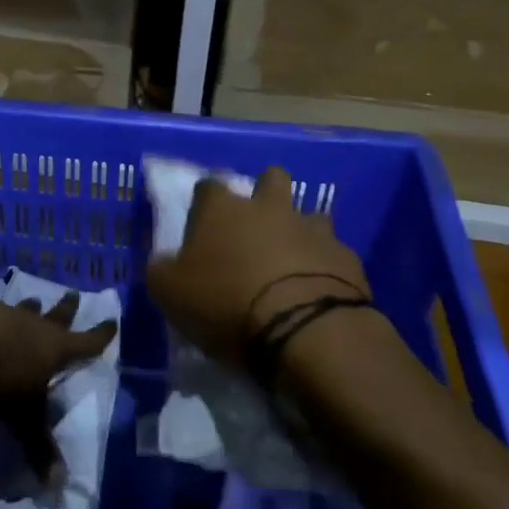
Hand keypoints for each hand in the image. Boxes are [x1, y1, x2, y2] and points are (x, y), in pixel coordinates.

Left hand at [0, 290, 115, 479]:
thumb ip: (39, 446)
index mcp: (55, 348)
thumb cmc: (1, 373)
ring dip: (31, 308)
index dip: (100, 336)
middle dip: (67, 309)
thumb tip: (59, 485)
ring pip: (25, 310)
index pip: (86, 342)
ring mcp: (6, 315)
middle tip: (73, 294)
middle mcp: (35, 327)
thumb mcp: (22, 416)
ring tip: (34, 299)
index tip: (112, 321)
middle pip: (57, 316)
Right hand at [146, 166, 369, 368]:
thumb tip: (164, 262)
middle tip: (255, 228)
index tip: (202, 225)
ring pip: (309, 215)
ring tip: (292, 263)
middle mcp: (269, 207)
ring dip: (300, 232)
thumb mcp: (169, 293)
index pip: (207, 186)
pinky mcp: (346, 258)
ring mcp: (312, 229)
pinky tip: (318, 292)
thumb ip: (162, 270)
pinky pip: (333, 254)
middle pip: (271, 178)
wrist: (304, 330)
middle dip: (264, 194)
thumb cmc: (226, 303)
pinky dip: (325, 268)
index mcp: (222, 209)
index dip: (204, 203)